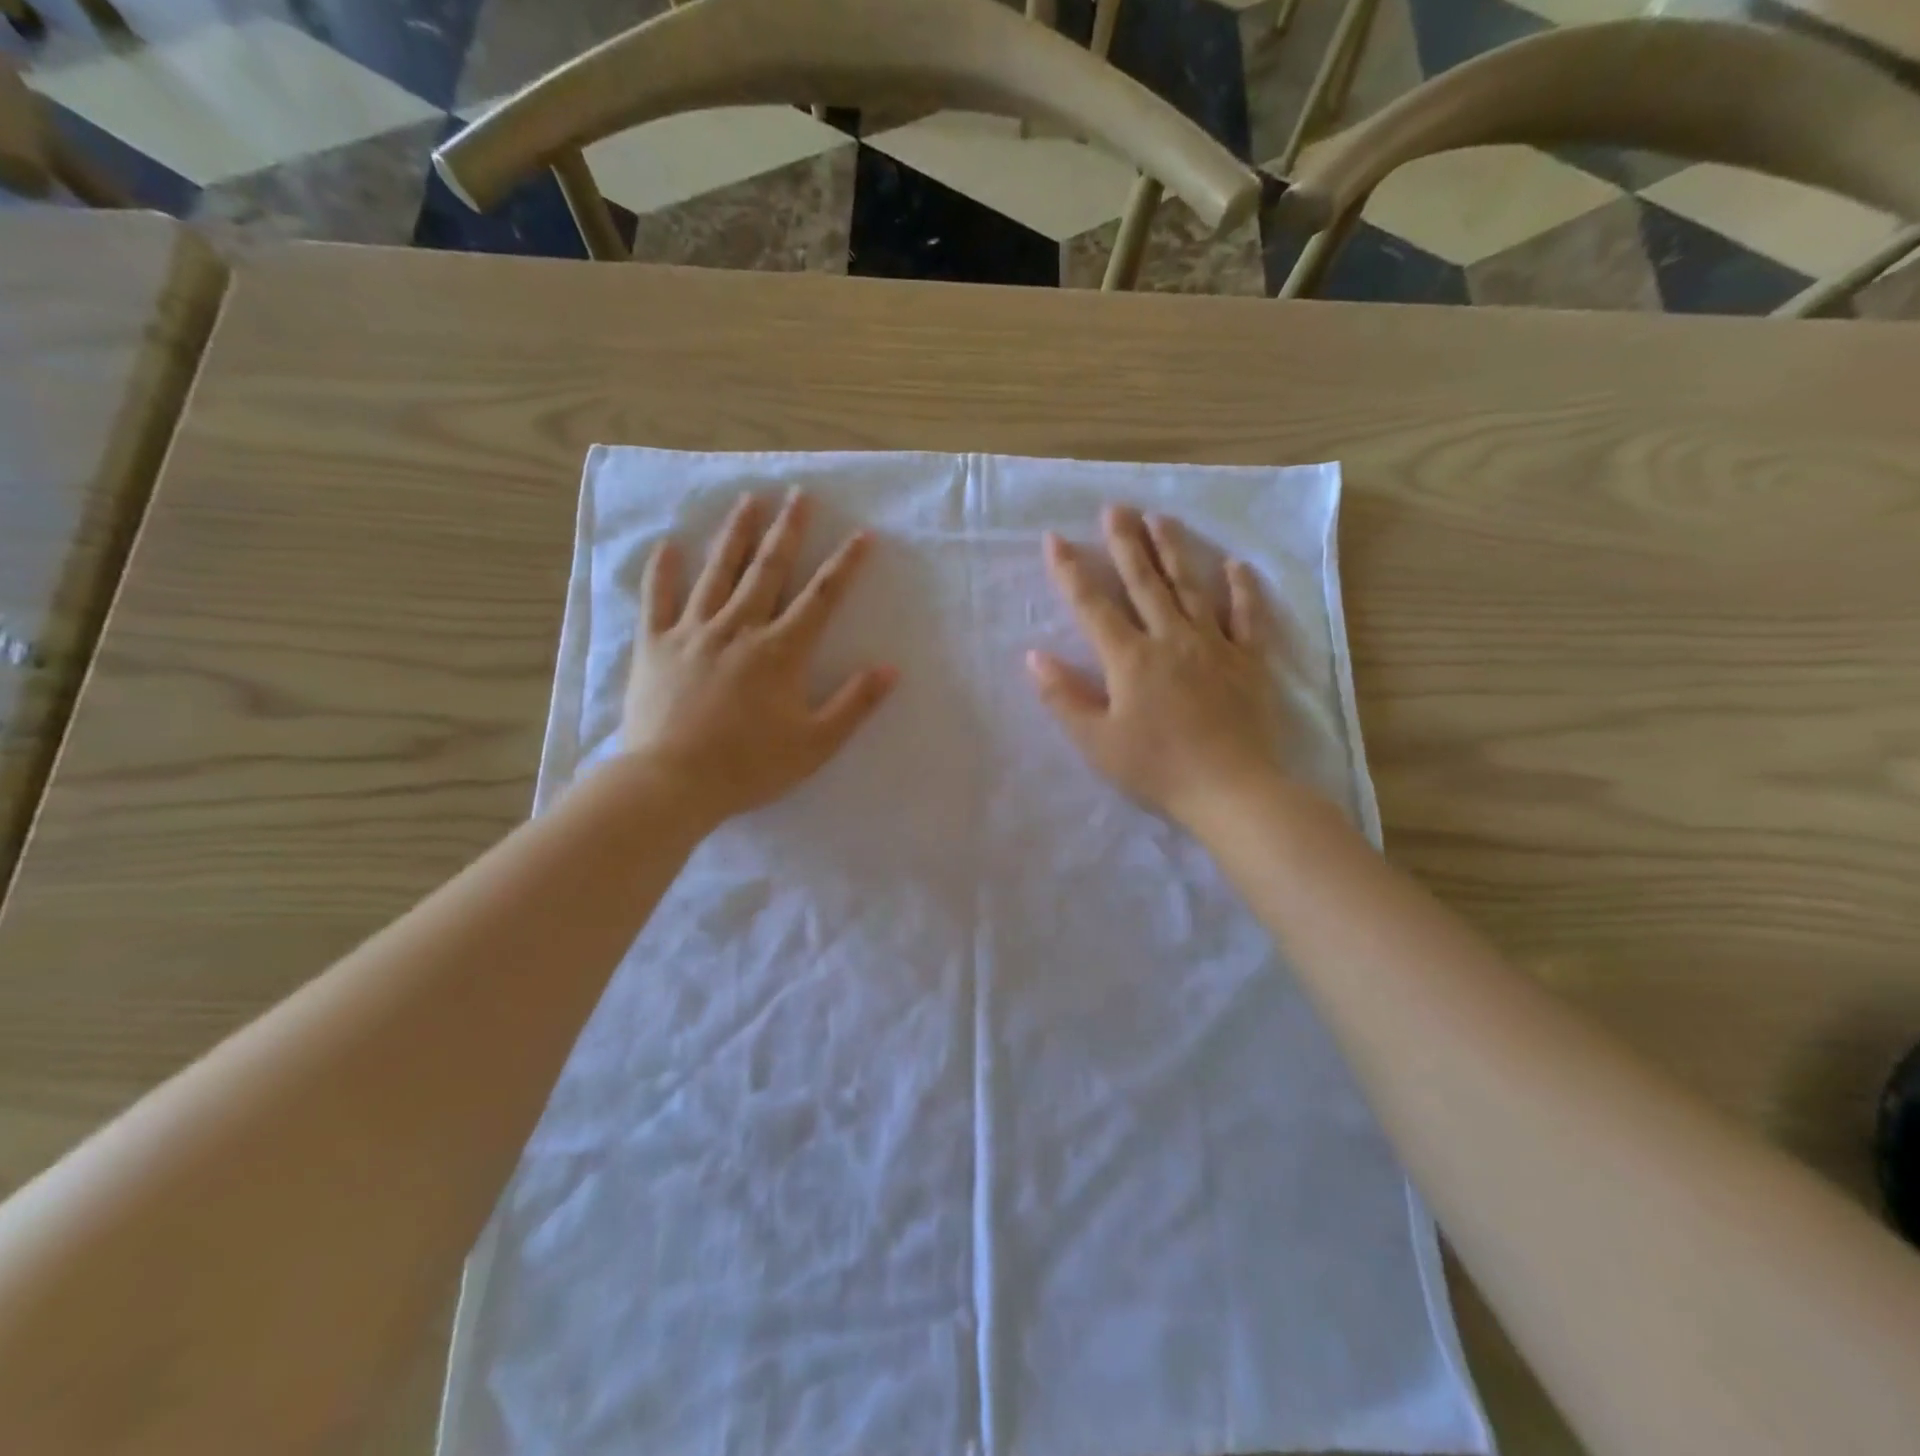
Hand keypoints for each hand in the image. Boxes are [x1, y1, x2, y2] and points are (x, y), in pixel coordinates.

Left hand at [621, 490, 895, 822]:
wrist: (671, 783)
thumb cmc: (749, 766)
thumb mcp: (815, 744)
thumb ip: (854, 704)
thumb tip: (891, 669)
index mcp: (780, 651)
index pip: (820, 597)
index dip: (844, 565)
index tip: (862, 534)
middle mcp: (738, 629)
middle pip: (767, 570)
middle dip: (787, 530)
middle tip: (798, 494)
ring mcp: (692, 632)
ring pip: (717, 573)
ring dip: (735, 534)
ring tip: (748, 500)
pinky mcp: (655, 646)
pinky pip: (658, 599)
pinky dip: (663, 571)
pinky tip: (670, 545)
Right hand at [1028, 506, 1287, 830]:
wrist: (1232, 790)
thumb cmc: (1157, 769)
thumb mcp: (1097, 742)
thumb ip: (1064, 697)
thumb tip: (1034, 656)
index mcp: (1130, 658)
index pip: (1093, 606)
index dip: (1071, 572)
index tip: (1055, 538)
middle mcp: (1170, 639)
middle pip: (1144, 582)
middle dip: (1125, 543)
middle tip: (1115, 508)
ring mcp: (1214, 645)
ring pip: (1191, 587)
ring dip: (1174, 550)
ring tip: (1160, 519)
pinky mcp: (1249, 661)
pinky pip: (1247, 617)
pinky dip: (1241, 589)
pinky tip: (1235, 565)